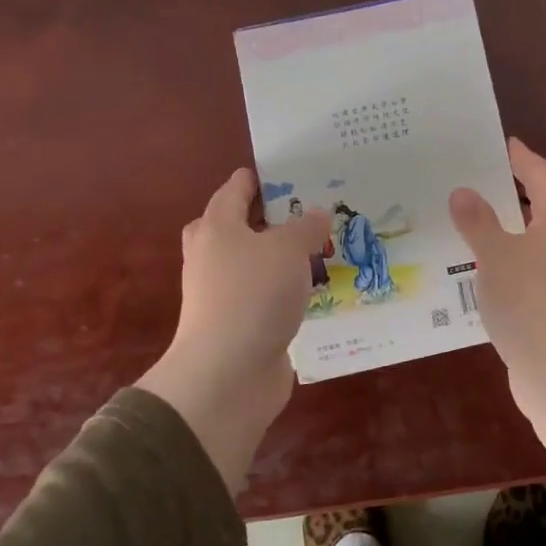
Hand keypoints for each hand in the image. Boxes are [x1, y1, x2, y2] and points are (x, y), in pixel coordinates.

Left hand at [136, 168, 330, 490]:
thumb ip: (306, 227)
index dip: (264, 177)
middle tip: (314, 210)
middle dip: (277, 218)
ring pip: (261, 263)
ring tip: (330, 246)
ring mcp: (226, 293)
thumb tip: (317, 213)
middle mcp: (215, 256)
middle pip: (243, 226)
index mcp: (218, 227)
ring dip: (288, 257)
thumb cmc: (253, 296)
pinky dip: (292, 290)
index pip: (237, 189)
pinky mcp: (243, 324)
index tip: (296, 170)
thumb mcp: (287, 250)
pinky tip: (323, 289)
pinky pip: (271, 296)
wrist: (227, 375)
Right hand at [449, 139, 545, 510]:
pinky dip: (537, 251)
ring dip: (540, 220)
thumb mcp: (492, 256)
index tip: (507, 145)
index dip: (523, 158)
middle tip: (510, 184)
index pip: (543, 175)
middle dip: (542, 186)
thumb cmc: (526, 300)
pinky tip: (509, 266)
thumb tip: (463, 192)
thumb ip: (477, 221)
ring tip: (504, 223)